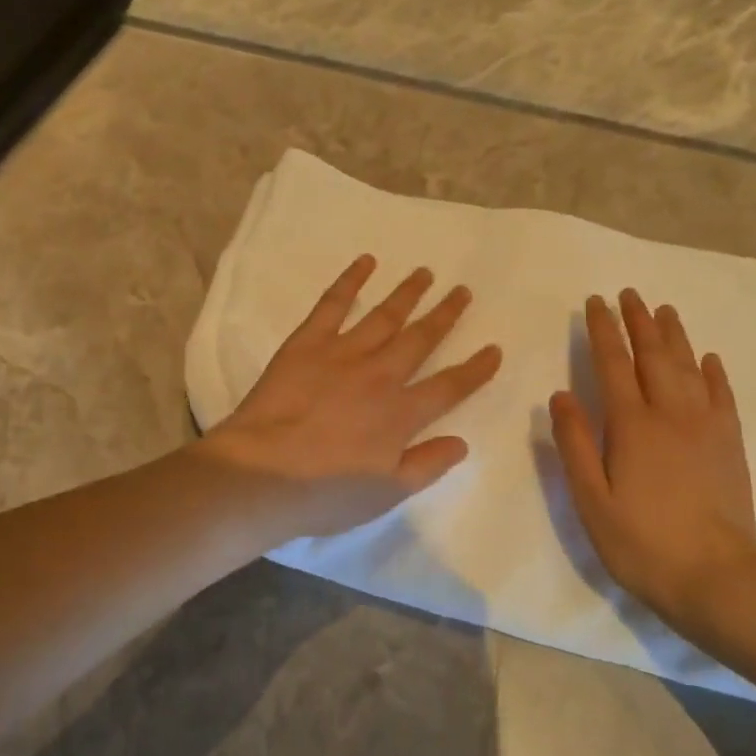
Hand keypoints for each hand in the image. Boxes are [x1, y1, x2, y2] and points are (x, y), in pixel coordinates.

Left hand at [200, 255, 502, 533]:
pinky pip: (333, 304)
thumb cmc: (325, 492)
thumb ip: (427, 465)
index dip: (475, 369)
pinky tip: (366, 261)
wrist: (262, 473)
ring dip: (408, 293)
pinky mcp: (308, 342)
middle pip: (421, 339)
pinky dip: (351, 280)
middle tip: (463, 291)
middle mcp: (380, 375)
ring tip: (426, 273)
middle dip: (445, 315)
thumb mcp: (386, 493)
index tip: (494, 349)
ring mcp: (343, 353)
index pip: (450, 387)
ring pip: (385, 316)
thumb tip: (462, 442)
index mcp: (401, 413)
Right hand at [549, 289, 755, 630]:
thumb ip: (574, 443)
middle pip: (653, 356)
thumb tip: (560, 394)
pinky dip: (713, 372)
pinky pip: (722, 396)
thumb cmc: (640, 542)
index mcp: (631, 425)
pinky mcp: (730, 444)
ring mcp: (706, 427)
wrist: (716, 579)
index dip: (603, 331)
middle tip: (629, 293)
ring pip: (688, 367)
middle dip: (639, 322)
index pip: (613, 364)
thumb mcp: (591, 499)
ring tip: (664, 310)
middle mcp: (670, 414)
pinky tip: (709, 359)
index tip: (596, 303)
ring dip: (674, 336)